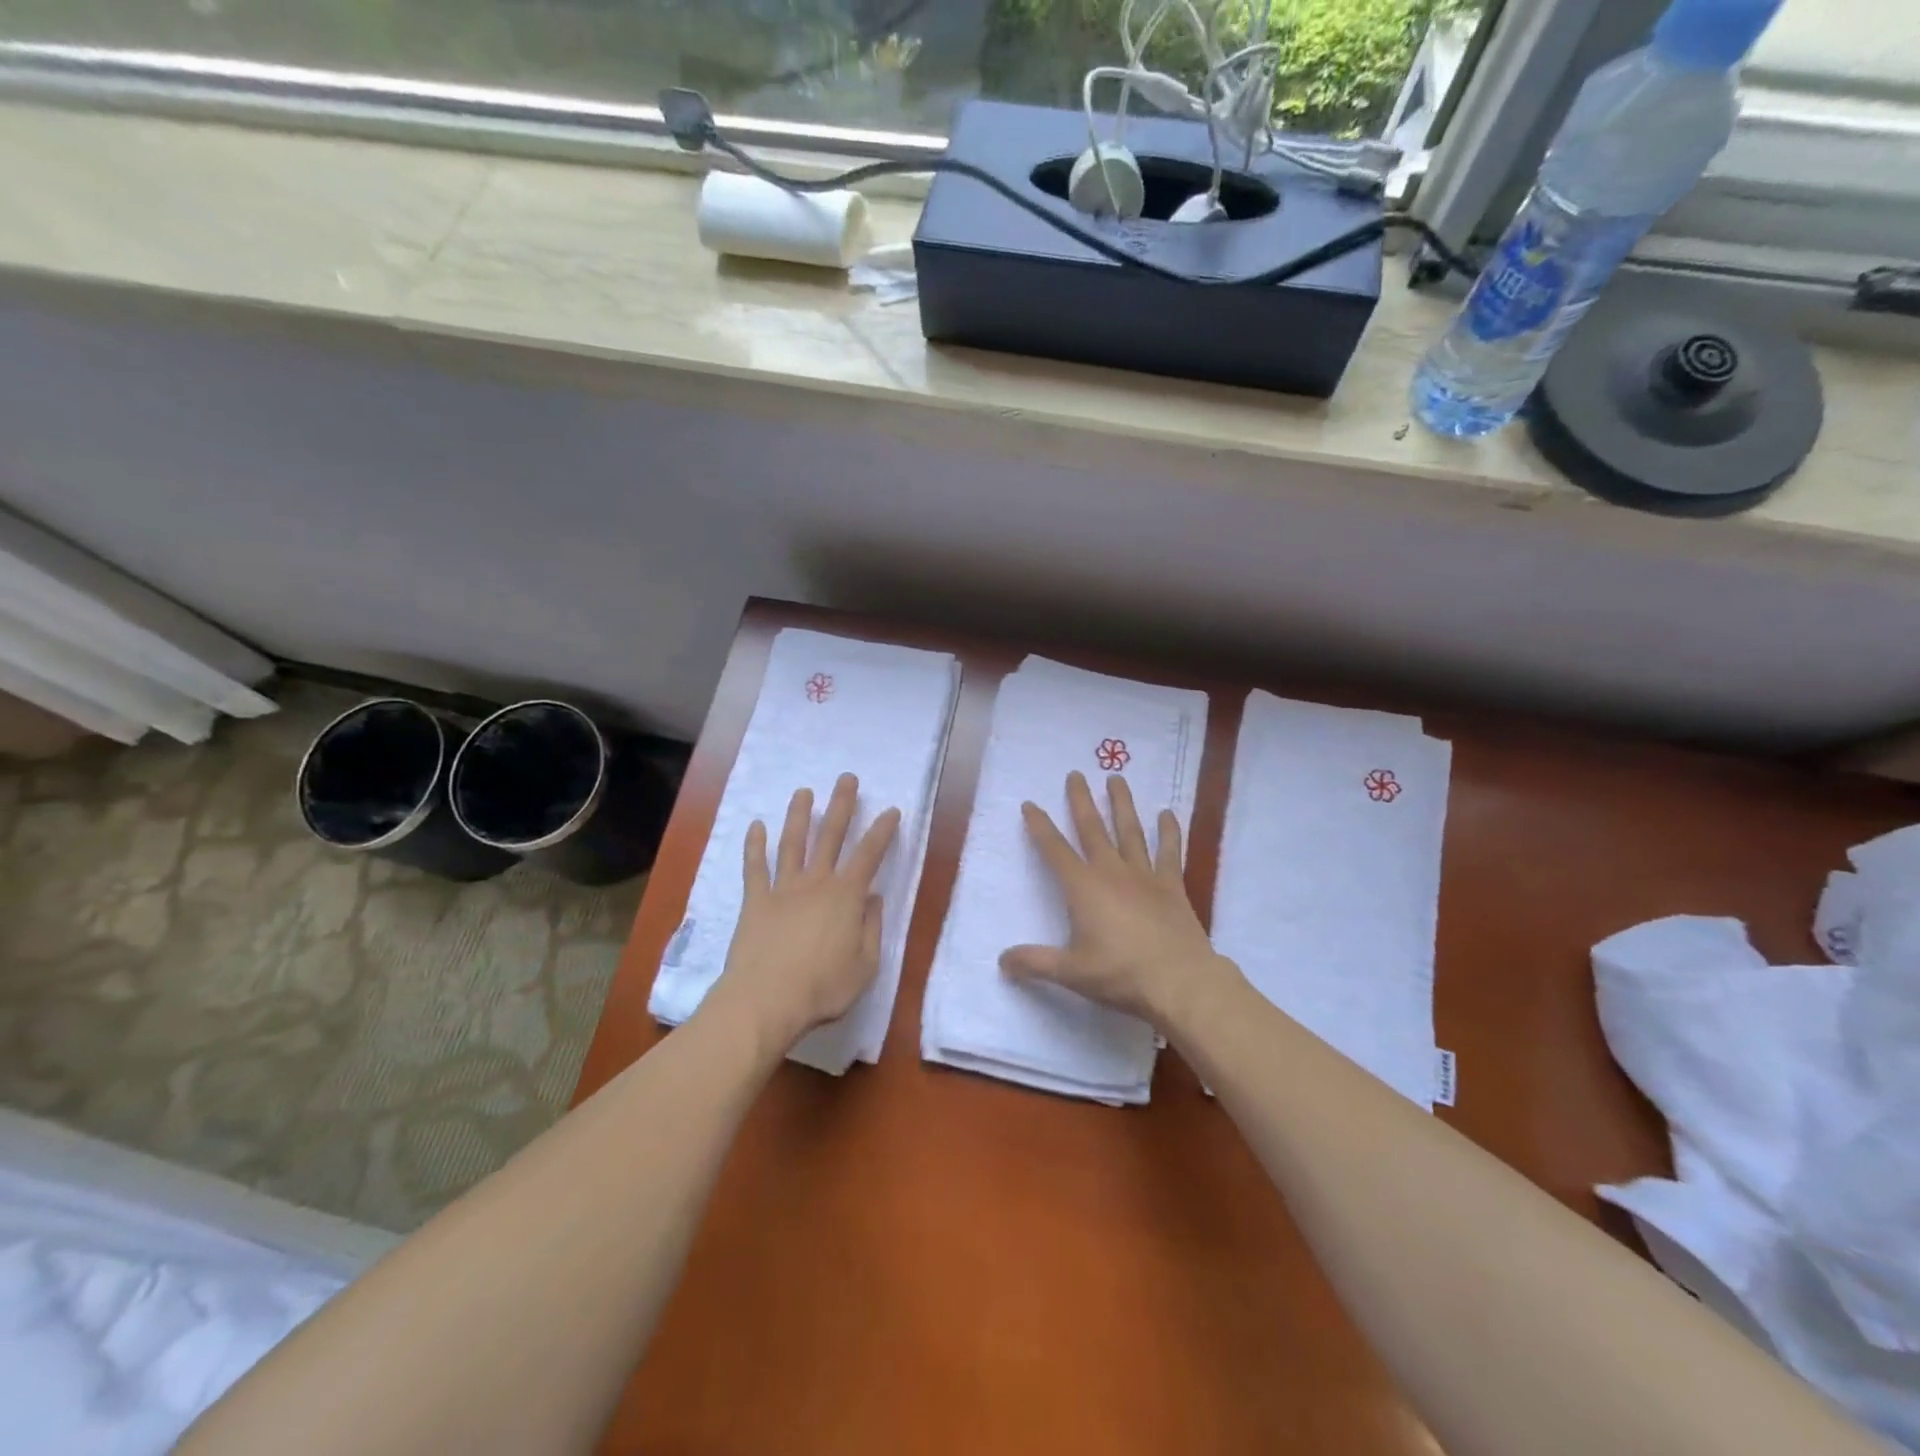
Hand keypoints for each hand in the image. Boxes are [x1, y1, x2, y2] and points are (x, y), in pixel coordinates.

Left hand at [706, 773, 901, 1053]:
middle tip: (846, 779)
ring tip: (803, 792)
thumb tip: (872, 898)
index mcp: (846, 896)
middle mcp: (816, 883)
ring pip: (793, 843)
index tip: (891, 810)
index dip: (882, 831)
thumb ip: (871, 927)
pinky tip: (756, 826)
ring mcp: (783, 889)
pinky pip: (755, 867)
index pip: (870, 855)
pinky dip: (755, 845)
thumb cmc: (823, 987)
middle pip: (831, 836)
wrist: (766, 1000)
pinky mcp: (755, 901)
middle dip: (841, 805)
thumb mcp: (865, 965)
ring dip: (799, 815)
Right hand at [1001, 771, 1229, 1027]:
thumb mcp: (1070, 972)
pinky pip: (1169, 852)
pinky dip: (1168, 832)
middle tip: (1075, 774)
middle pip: (1092, 829)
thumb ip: (1034, 962)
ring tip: (1117, 778)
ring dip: (1122, 804)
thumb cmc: (1120, 974)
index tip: (1030, 804)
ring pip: (1130, 831)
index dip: (1040, 826)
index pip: (1054, 850)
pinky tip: (1166, 814)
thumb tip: (1002, 960)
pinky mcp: (1172, 886)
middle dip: (1081, 800)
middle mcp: (1112, 872)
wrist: (1180, 981)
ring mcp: (1145, 876)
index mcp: (1083, 888)